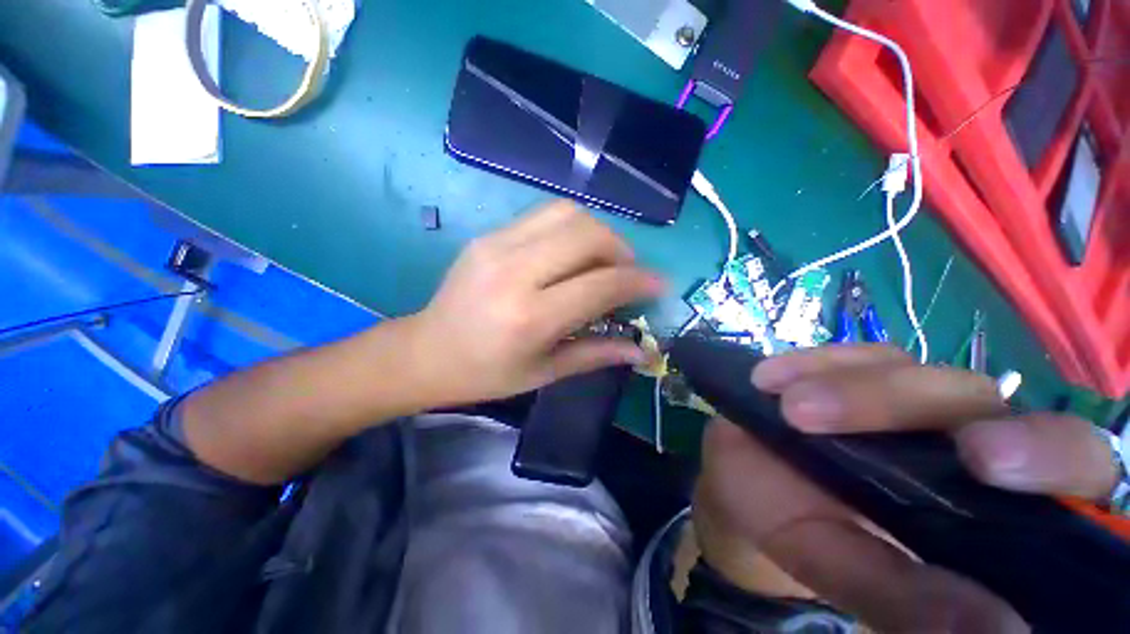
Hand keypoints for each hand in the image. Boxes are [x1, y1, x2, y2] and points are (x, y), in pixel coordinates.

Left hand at [407, 200, 663, 405]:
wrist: (427, 350)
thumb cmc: (486, 372)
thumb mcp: (544, 372)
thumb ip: (596, 355)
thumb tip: (642, 351)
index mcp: (530, 316)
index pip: (601, 284)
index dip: (638, 281)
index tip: (659, 284)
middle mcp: (515, 271)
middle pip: (588, 234)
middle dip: (621, 249)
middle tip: (625, 274)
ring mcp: (497, 245)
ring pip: (568, 213)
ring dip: (597, 233)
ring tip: (601, 261)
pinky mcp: (489, 235)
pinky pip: (544, 215)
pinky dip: (571, 228)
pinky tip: (571, 254)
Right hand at [693, 345, 1119, 632]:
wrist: (740, 476)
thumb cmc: (792, 527)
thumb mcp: (837, 565)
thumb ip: (905, 599)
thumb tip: (1001, 633)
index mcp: (987, 502)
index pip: (1069, 466)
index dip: (1049, 453)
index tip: (984, 462)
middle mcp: (961, 437)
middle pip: (976, 399)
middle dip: (912, 403)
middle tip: (856, 416)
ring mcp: (903, 395)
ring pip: (904, 371)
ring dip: (845, 388)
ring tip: (787, 409)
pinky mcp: (851, 369)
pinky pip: (843, 355)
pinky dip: (807, 364)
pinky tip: (768, 380)